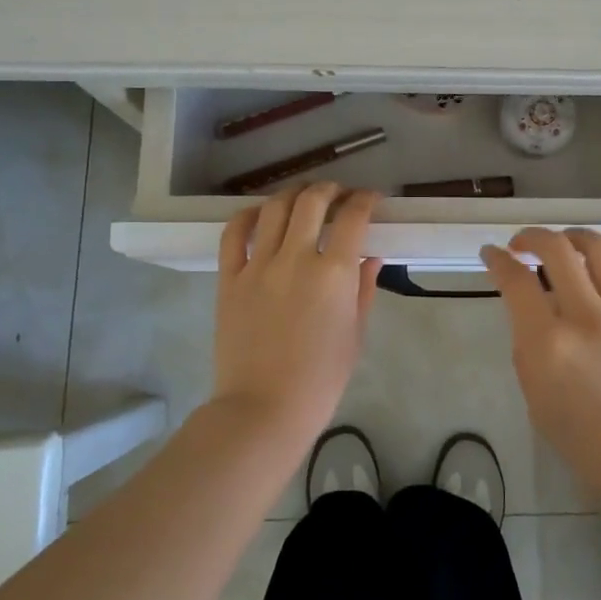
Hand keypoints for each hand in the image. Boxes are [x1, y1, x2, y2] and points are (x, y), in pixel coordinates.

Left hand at [212, 183, 381, 447]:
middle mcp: (295, 258)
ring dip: (293, 194)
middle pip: (311, 201)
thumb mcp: (355, 334)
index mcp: (333, 274)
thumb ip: (364, 289)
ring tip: (303, 198)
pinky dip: (248, 215)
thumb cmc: (320, 379)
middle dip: (330, 189)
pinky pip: (234, 233)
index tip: (370, 199)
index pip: (352, 217)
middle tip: (338, 194)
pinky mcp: (229, 278)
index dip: (365, 200)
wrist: (263, 409)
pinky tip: (261, 214)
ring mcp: (258, 266)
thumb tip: (371, 257)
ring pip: (274, 208)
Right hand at [481, 228, 600, 505]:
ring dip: (572, 238)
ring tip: (563, 246)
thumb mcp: (538, 401)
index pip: (516, 281)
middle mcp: (587, 317)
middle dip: (531, 237)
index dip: (497, 260)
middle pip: (556, 248)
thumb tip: (532, 313)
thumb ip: (529, 349)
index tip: (491, 254)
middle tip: (522, 245)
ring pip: (597, 248)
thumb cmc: (590, 445)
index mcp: (550, 345)